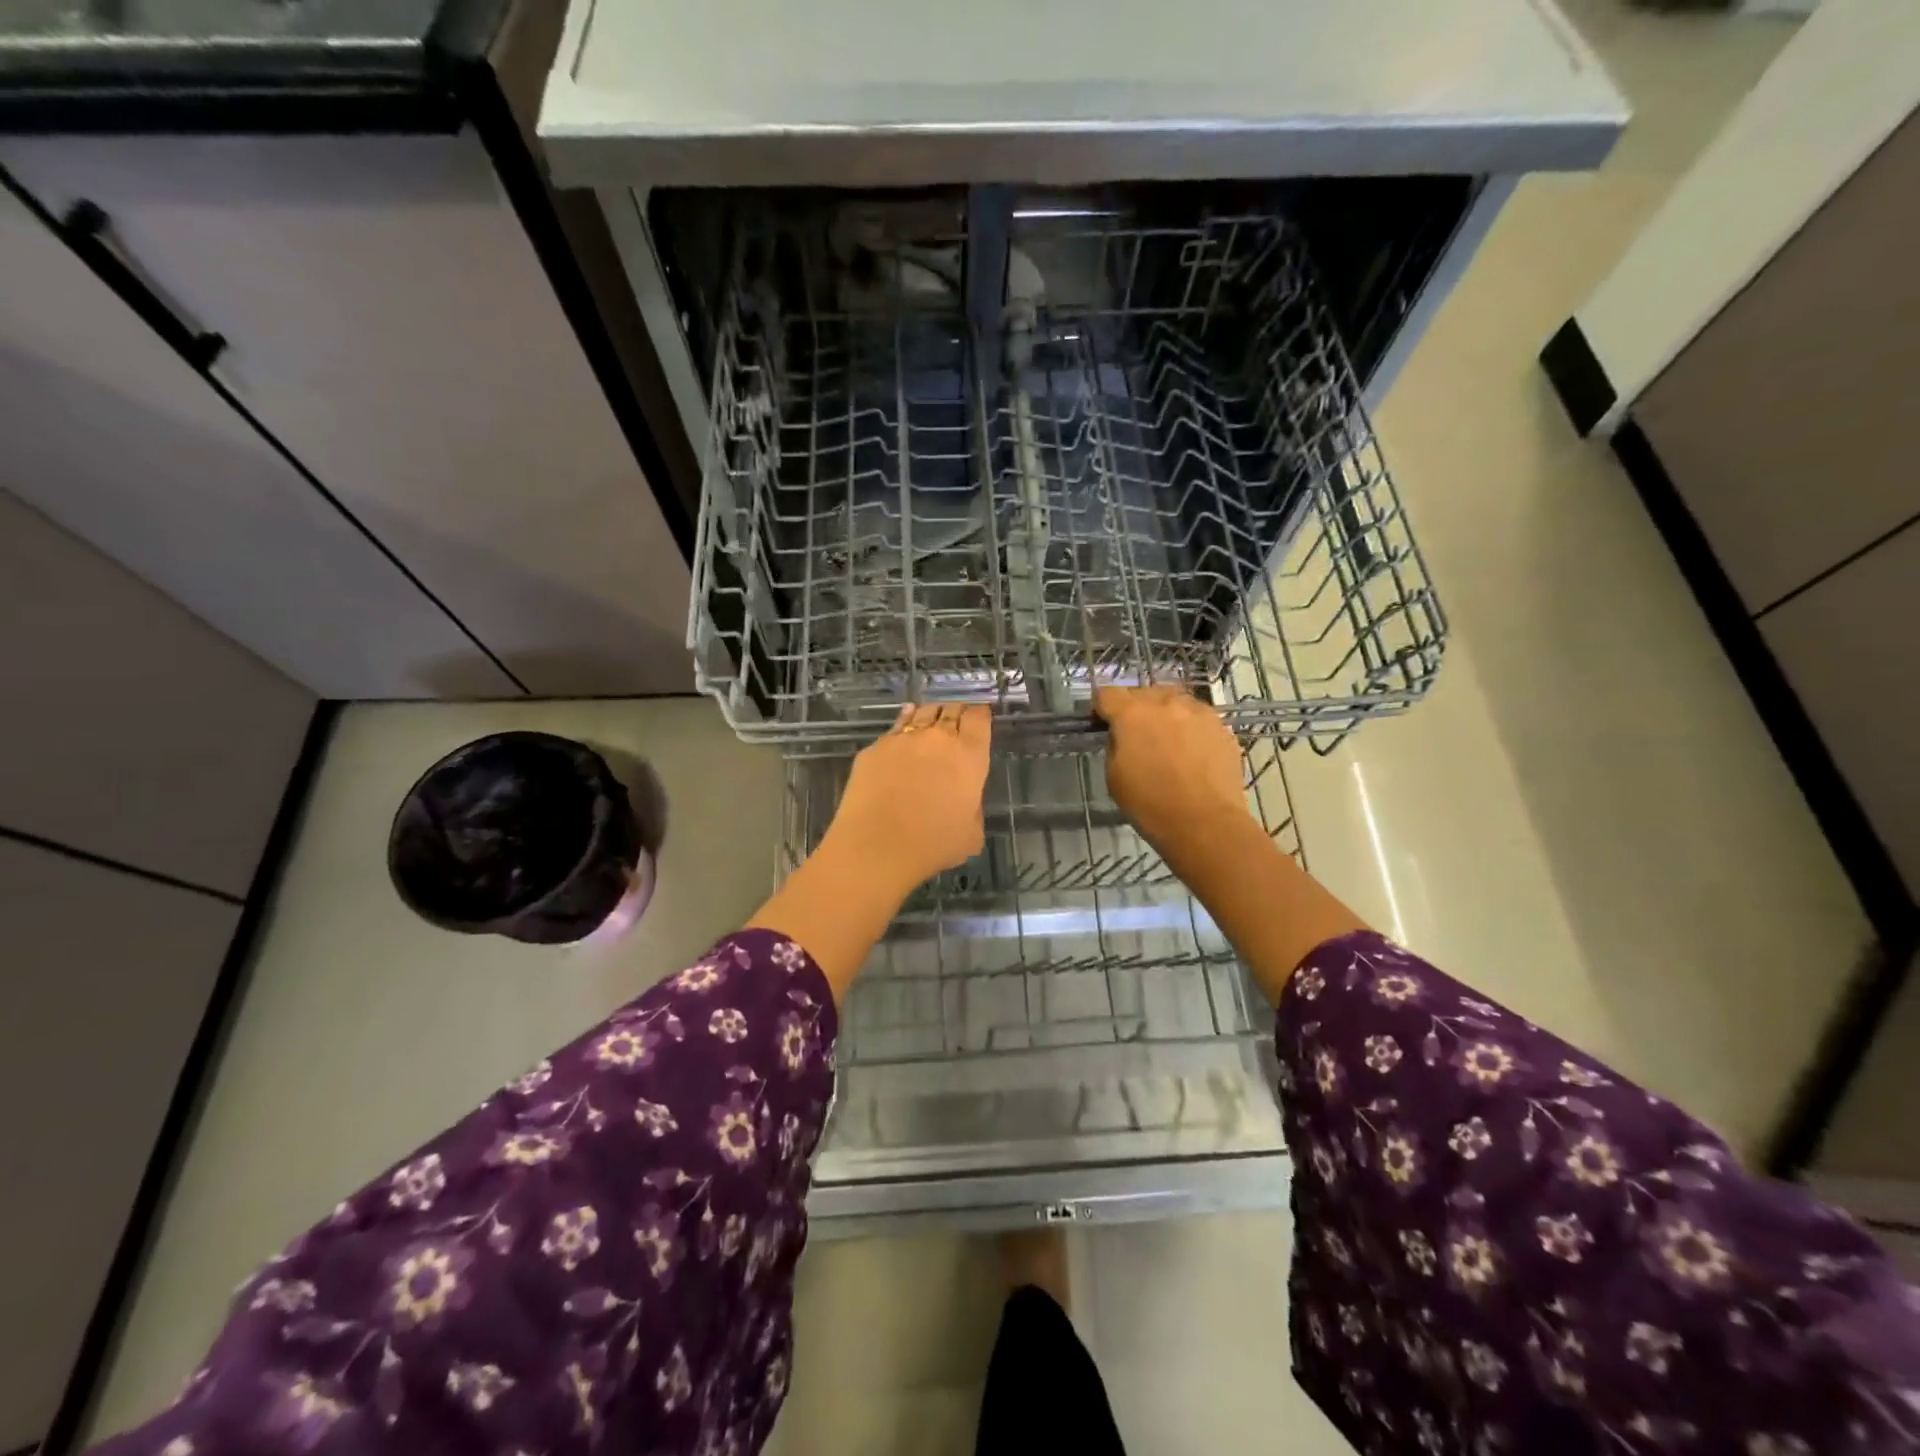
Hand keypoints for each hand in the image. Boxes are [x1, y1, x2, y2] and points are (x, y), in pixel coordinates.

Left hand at [822, 702, 991, 895]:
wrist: (876, 846)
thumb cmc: (932, 844)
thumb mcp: (971, 834)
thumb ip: (973, 808)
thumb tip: (964, 799)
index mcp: (968, 756)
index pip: (978, 719)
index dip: (980, 714)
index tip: (979, 716)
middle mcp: (938, 738)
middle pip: (951, 710)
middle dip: (956, 712)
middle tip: (956, 719)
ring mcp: (903, 739)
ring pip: (921, 713)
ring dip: (930, 714)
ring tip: (930, 718)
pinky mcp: (874, 748)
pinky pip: (894, 729)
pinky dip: (902, 726)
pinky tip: (902, 731)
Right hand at [1093, 685, 1248, 855]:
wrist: (1205, 823)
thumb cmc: (1151, 804)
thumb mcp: (1114, 776)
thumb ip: (1115, 745)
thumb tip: (1123, 736)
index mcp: (1132, 714)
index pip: (1107, 693)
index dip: (1101, 708)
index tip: (1103, 725)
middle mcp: (1166, 702)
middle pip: (1142, 693)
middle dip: (1135, 709)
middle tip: (1136, 736)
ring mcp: (1198, 711)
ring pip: (1174, 701)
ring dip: (1165, 714)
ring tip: (1168, 742)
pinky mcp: (1221, 726)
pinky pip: (1197, 718)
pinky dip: (1189, 728)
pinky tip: (1192, 753)